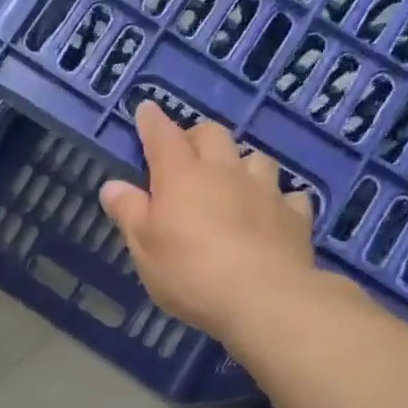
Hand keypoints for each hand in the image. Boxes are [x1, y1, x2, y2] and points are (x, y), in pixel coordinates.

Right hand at [99, 101, 322, 343]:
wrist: (263, 298)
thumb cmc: (189, 272)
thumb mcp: (144, 247)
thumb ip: (129, 213)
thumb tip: (112, 185)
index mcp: (181, 176)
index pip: (162, 136)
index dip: (152, 121)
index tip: (145, 110)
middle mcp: (224, 171)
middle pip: (212, 134)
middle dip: (196, 137)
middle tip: (186, 155)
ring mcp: (265, 190)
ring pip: (255, 158)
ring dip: (241, 163)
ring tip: (233, 181)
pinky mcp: (294, 215)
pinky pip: (287, 195)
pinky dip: (276, 199)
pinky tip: (271, 212)